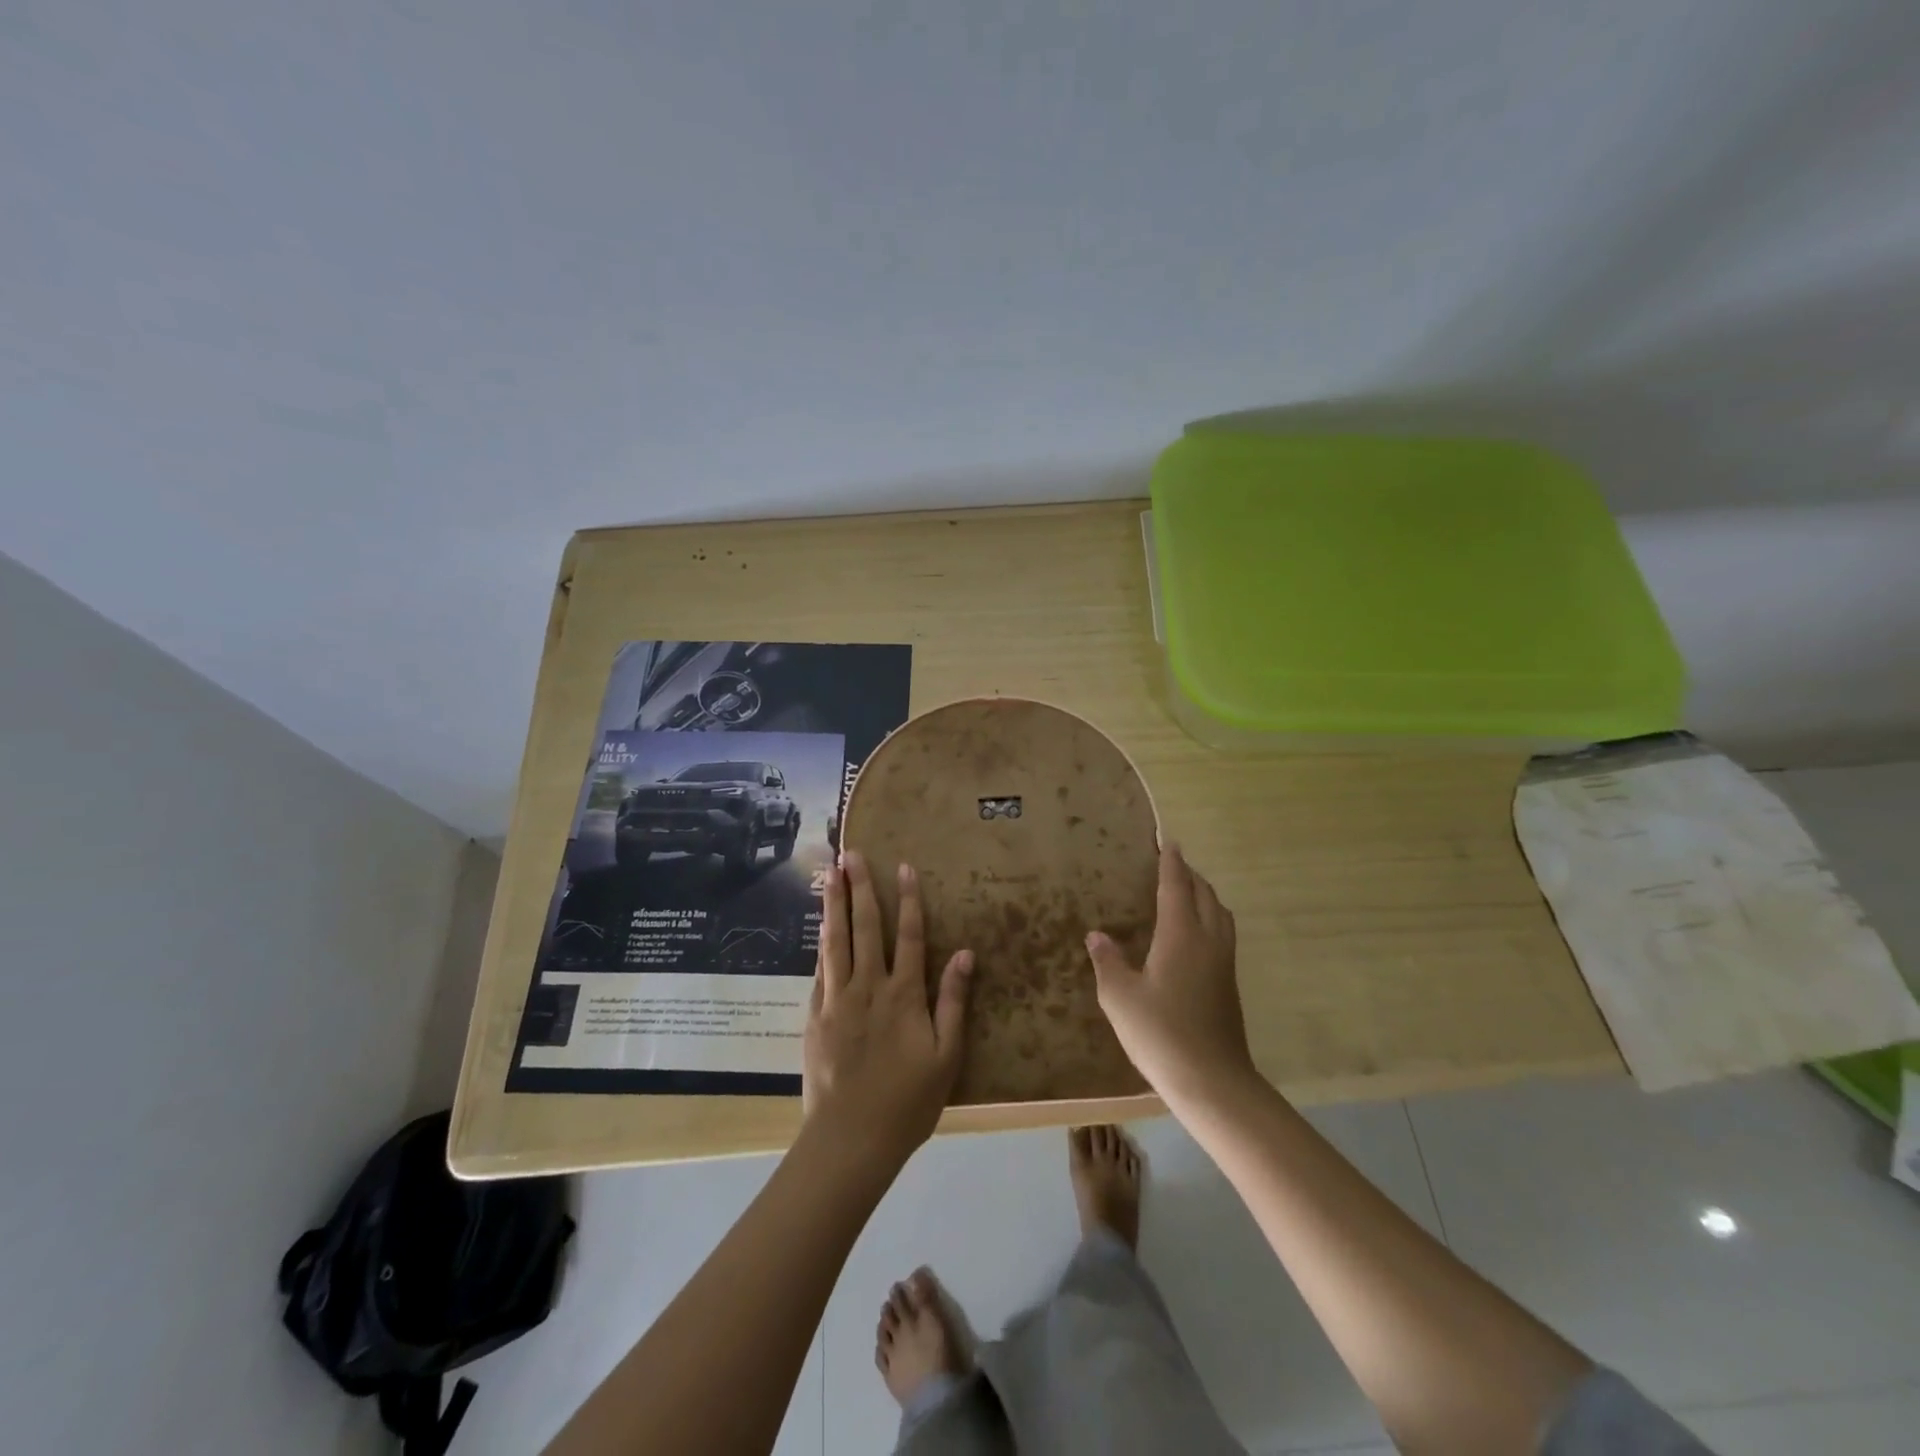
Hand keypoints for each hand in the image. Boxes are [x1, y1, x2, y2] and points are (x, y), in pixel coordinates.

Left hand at [803, 851, 973, 1166]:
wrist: (851, 1139)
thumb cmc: (908, 1101)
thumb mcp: (946, 1056)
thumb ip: (953, 1001)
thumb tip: (964, 953)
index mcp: (903, 995)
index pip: (907, 935)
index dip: (907, 899)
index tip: (903, 866)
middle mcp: (868, 987)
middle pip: (865, 927)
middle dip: (860, 887)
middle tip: (852, 853)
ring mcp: (837, 999)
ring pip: (836, 940)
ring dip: (834, 904)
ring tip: (829, 873)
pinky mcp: (815, 1016)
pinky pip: (819, 969)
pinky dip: (821, 942)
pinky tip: (820, 925)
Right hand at [1086, 843, 1256, 1106]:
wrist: (1212, 1081)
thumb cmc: (1160, 1033)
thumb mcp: (1120, 997)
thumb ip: (1108, 962)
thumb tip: (1097, 935)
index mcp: (1181, 935)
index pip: (1176, 887)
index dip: (1171, 862)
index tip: (1167, 841)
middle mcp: (1208, 940)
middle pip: (1205, 895)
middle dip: (1190, 875)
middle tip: (1172, 863)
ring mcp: (1223, 963)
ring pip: (1220, 914)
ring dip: (1205, 895)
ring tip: (1186, 893)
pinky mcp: (1229, 984)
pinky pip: (1223, 934)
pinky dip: (1210, 918)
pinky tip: (1194, 935)